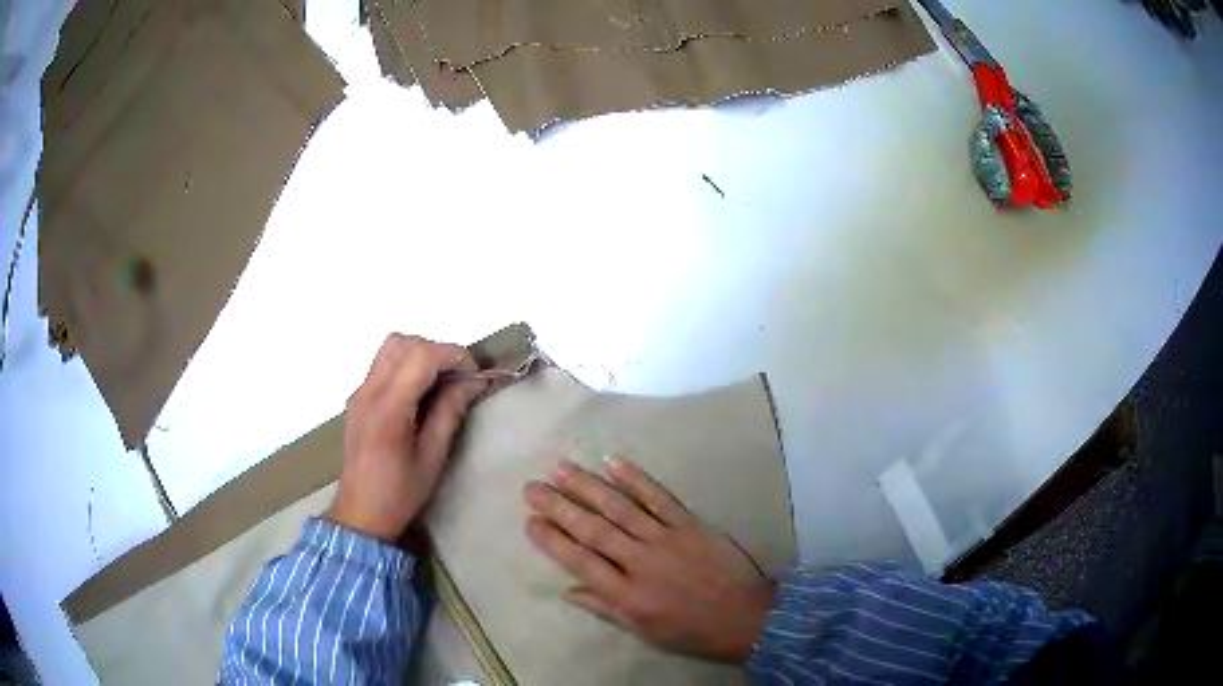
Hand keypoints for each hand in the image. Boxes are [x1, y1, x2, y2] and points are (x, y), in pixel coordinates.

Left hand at [326, 334, 486, 542]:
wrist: (360, 513)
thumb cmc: (400, 492)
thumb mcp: (433, 457)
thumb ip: (449, 412)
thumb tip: (471, 382)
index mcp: (388, 408)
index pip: (421, 356)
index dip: (453, 355)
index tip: (474, 373)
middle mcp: (369, 391)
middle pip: (403, 342)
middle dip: (436, 351)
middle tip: (457, 378)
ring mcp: (359, 392)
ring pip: (390, 349)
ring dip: (419, 355)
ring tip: (438, 384)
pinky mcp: (357, 399)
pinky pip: (382, 365)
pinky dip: (405, 366)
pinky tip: (418, 395)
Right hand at [523, 458, 775, 661]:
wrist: (747, 617)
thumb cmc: (691, 629)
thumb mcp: (644, 631)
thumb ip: (605, 608)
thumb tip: (567, 590)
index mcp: (628, 595)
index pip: (580, 562)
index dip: (553, 540)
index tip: (530, 521)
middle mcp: (641, 563)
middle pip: (593, 530)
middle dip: (559, 507)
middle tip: (532, 487)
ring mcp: (667, 539)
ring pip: (621, 508)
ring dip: (588, 486)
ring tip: (561, 468)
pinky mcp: (691, 524)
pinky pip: (660, 498)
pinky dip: (636, 479)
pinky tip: (613, 462)